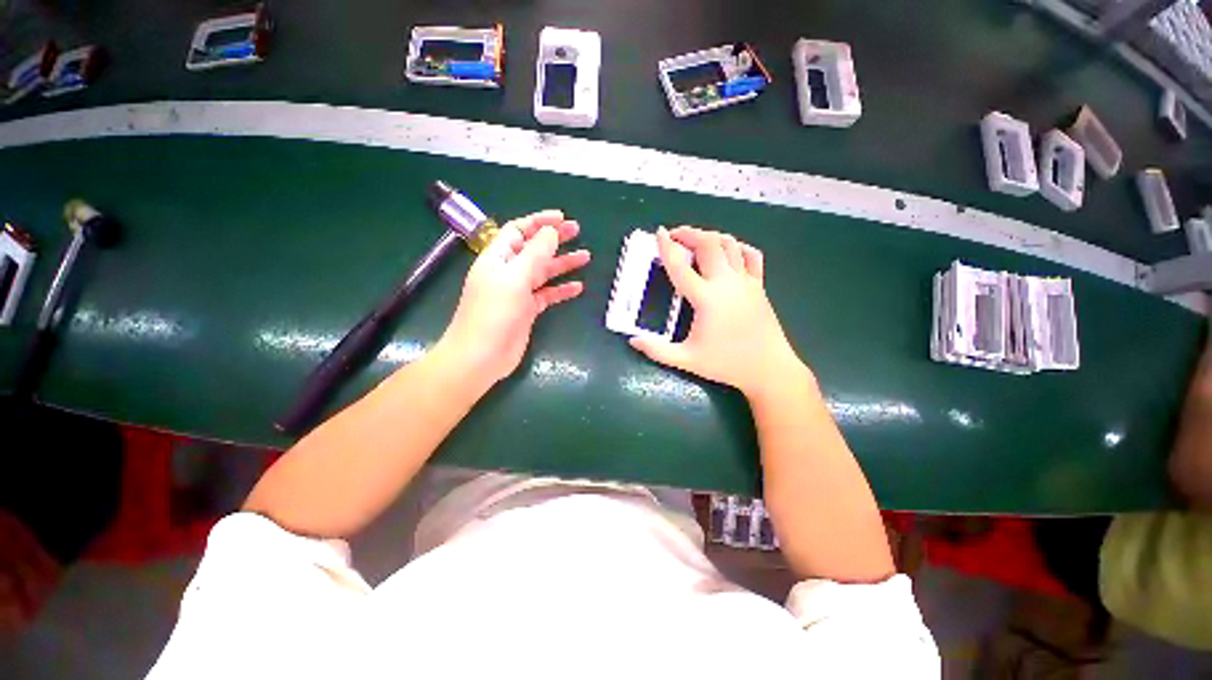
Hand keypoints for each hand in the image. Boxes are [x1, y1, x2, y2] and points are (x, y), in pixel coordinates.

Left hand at [436, 210, 589, 384]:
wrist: (481, 356)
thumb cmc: (494, 313)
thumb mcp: (515, 278)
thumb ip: (535, 254)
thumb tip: (550, 231)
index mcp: (498, 258)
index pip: (518, 230)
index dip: (539, 221)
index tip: (562, 218)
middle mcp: (507, 272)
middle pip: (533, 249)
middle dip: (554, 239)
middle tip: (577, 232)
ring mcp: (517, 292)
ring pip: (543, 272)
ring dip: (563, 264)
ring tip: (586, 257)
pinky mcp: (527, 310)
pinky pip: (547, 295)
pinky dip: (561, 290)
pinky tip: (578, 287)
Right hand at [629, 226, 804, 398]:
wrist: (768, 368)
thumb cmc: (726, 364)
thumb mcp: (687, 360)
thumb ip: (657, 351)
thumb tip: (633, 341)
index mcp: (706, 299)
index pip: (681, 266)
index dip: (667, 247)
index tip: (658, 233)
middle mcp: (726, 282)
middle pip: (708, 244)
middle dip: (689, 233)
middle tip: (674, 236)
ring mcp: (746, 281)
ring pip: (729, 244)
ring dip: (710, 237)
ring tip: (696, 241)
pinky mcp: (759, 285)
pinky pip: (751, 255)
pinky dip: (737, 246)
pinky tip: (728, 251)